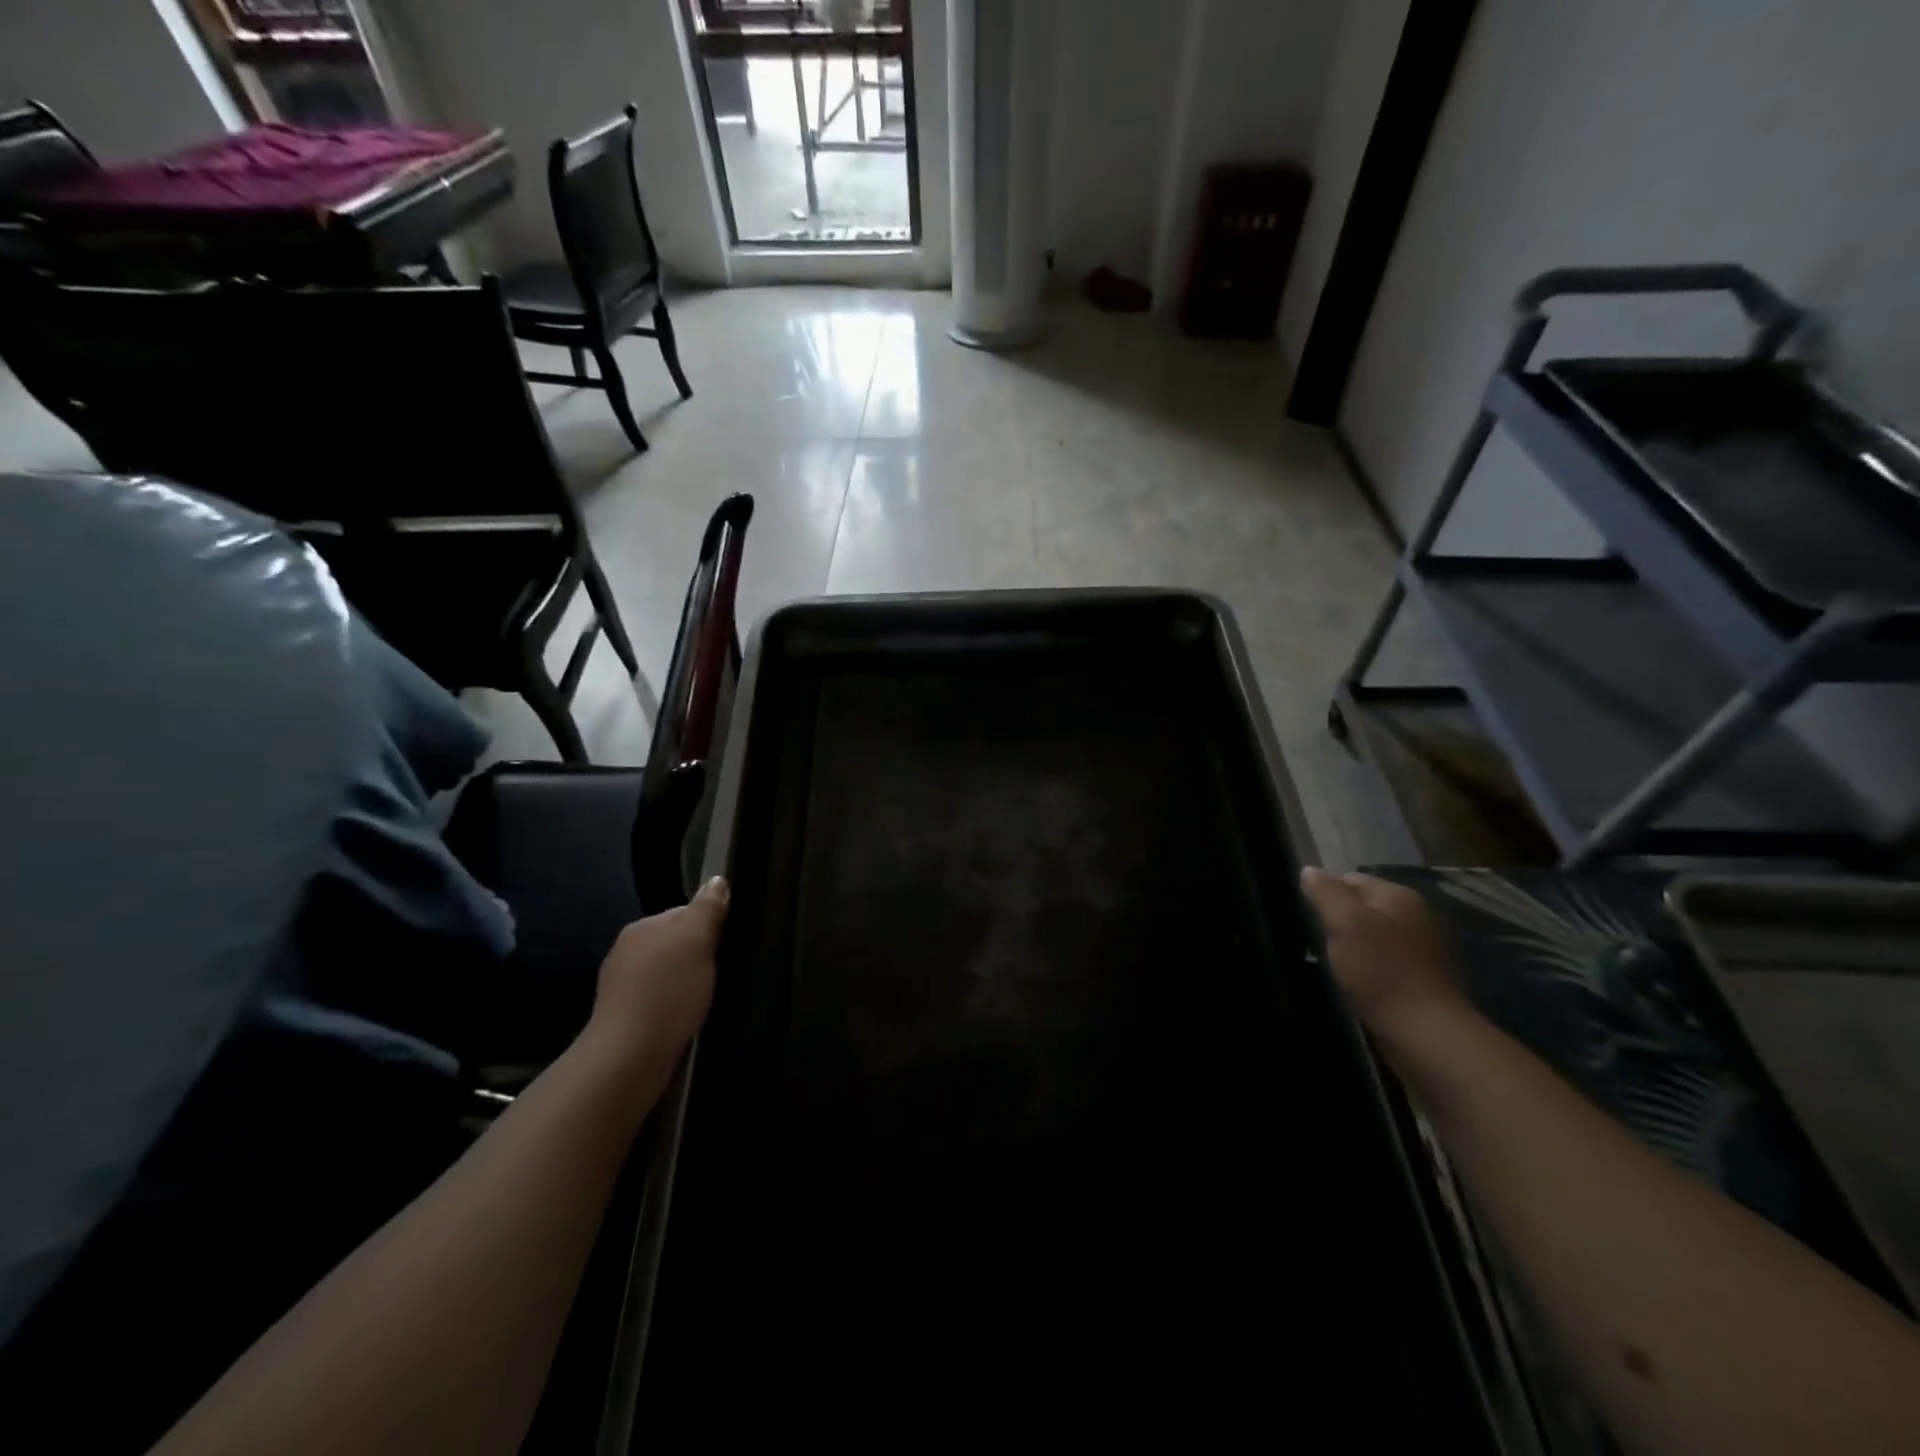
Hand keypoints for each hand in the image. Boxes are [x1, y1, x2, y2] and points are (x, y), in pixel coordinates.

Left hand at [585, 876, 727, 1089]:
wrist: (629, 1058)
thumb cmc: (667, 991)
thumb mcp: (696, 941)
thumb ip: (707, 909)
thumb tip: (717, 880)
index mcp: (641, 927)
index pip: (682, 913)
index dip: (708, 926)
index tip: (726, 945)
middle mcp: (625, 952)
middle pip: (674, 944)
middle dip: (696, 956)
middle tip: (722, 972)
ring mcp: (620, 987)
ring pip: (666, 974)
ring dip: (685, 983)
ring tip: (707, 998)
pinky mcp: (624, 1020)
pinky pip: (658, 1001)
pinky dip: (674, 1006)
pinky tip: (688, 1019)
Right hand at [1300, 868, 1469, 1049]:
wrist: (1425, 1033)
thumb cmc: (1379, 970)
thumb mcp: (1344, 923)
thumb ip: (1326, 893)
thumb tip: (1309, 870)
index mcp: (1399, 896)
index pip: (1351, 878)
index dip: (1324, 890)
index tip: (1303, 911)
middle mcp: (1417, 916)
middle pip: (1365, 907)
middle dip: (1339, 918)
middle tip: (1313, 936)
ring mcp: (1424, 950)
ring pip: (1375, 936)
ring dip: (1353, 944)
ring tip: (1329, 960)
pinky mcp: (1424, 981)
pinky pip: (1386, 962)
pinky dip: (1368, 967)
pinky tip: (1354, 981)